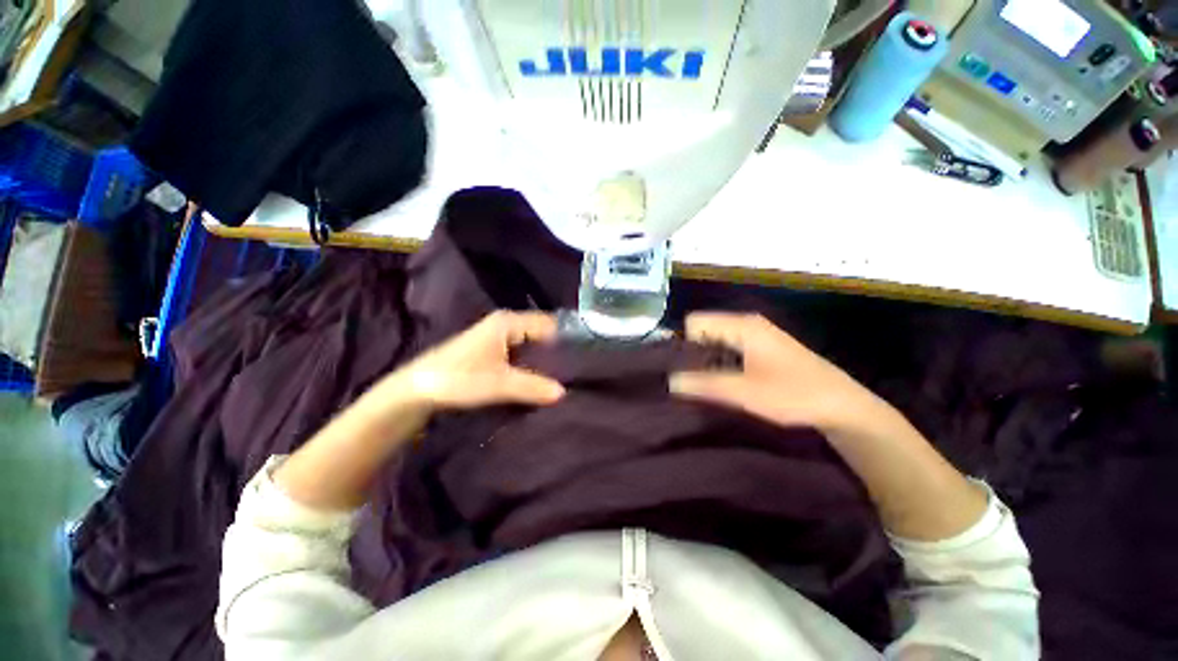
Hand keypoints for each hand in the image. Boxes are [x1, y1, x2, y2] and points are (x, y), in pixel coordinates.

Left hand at [394, 311, 565, 409]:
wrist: (416, 390)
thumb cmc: (457, 379)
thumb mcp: (498, 384)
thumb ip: (532, 387)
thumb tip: (563, 392)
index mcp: (508, 322)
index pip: (549, 325)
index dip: (565, 340)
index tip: (581, 360)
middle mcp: (505, 325)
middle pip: (541, 335)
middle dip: (556, 353)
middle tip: (574, 373)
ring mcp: (497, 338)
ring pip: (531, 346)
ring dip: (543, 361)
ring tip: (562, 379)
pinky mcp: (492, 352)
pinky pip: (521, 355)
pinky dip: (531, 366)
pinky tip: (539, 381)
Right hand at [670, 312, 882, 431]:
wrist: (842, 406)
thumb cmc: (794, 395)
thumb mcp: (745, 392)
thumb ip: (704, 384)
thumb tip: (669, 381)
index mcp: (742, 325)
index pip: (695, 322)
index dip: (686, 344)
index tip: (686, 371)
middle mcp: (746, 324)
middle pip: (703, 330)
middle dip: (693, 354)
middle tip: (692, 382)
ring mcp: (755, 335)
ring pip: (715, 341)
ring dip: (707, 361)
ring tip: (705, 385)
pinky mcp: (761, 349)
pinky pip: (728, 348)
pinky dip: (720, 363)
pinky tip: (724, 383)